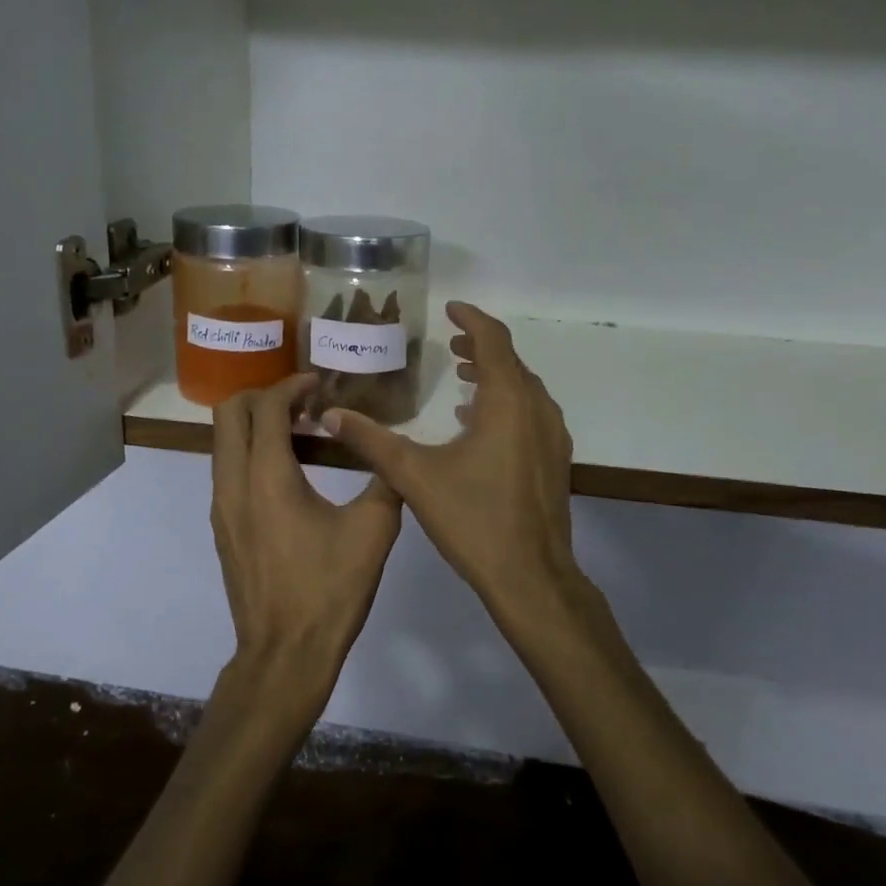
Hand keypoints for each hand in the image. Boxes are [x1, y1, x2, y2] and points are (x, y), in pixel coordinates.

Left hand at [211, 373, 402, 719]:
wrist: (285, 654)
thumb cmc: (329, 590)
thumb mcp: (373, 531)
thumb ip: (385, 480)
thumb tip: (391, 452)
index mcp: (267, 477)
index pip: (266, 406)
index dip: (292, 386)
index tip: (320, 384)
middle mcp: (233, 484)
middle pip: (228, 414)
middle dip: (264, 396)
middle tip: (305, 404)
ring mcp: (222, 508)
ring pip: (223, 442)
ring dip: (255, 425)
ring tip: (301, 434)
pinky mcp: (223, 528)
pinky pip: (227, 470)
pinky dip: (251, 453)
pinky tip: (289, 474)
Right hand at [321, 303, 584, 624]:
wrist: (531, 576)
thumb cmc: (473, 519)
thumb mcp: (414, 476)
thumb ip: (371, 441)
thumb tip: (330, 415)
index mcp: (507, 402)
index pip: (494, 340)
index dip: (472, 320)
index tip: (450, 309)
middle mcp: (536, 410)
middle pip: (511, 362)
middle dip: (480, 347)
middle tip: (450, 344)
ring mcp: (552, 437)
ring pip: (524, 389)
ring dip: (494, 376)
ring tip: (462, 376)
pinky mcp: (555, 462)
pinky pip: (531, 415)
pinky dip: (505, 405)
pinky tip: (476, 425)